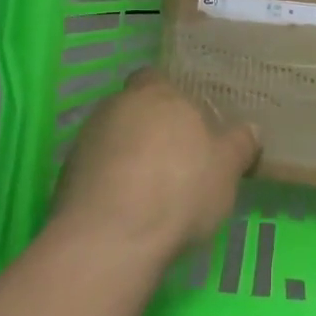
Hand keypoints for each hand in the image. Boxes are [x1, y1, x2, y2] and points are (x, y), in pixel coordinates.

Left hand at [53, 68, 260, 260]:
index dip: (170, 99)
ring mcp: (86, 138)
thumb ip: (239, 144)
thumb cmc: (179, 189)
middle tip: (173, 160)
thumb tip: (250, 129)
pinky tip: (125, 210)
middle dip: (149, 128)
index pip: (157, 78)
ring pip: (113, 138)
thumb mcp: (226, 168)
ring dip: (127, 156)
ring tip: (149, 191)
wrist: (110, 237)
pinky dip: (109, 182)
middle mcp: (117, 105)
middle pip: (134, 108)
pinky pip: (95, 169)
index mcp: (156, 93)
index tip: (186, 125)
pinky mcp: (66, 174)